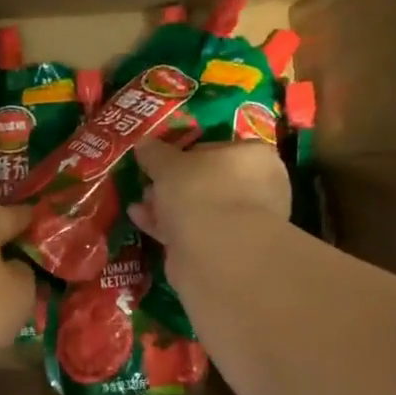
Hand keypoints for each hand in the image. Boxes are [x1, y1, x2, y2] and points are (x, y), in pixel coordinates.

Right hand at [128, 138, 292, 258]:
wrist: (217, 251)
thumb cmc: (200, 191)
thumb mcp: (168, 164)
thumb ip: (155, 153)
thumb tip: (144, 143)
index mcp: (253, 156)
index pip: (216, 148)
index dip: (184, 154)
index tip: (160, 162)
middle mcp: (256, 187)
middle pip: (206, 181)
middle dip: (174, 184)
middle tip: (148, 184)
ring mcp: (243, 221)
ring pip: (198, 208)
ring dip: (167, 206)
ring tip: (139, 203)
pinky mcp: (225, 249)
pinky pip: (192, 231)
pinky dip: (168, 226)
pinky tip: (141, 220)